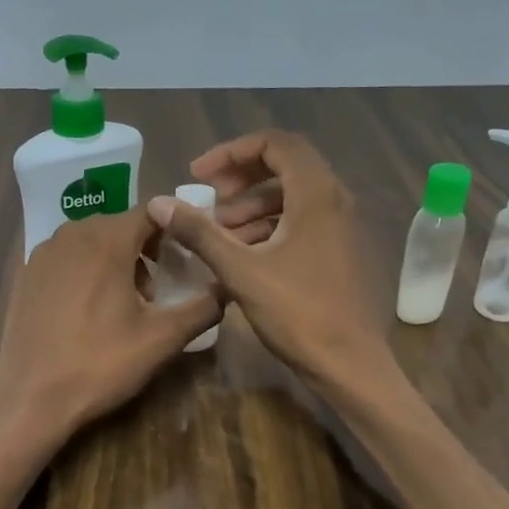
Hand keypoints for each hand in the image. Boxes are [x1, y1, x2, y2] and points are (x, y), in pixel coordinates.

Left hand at [0, 208, 221, 436]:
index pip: (152, 212)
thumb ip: (203, 308)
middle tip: (158, 291)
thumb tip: (226, 288)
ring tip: (126, 304)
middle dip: (145, 250)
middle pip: (121, 226)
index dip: (175, 231)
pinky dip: (86, 270)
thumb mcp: (162, 339)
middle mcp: (72, 232)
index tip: (188, 258)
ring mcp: (43, 252)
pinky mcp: (26, 273)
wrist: (31, 398)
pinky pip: (67, 257)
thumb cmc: (101, 363)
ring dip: (116, 260)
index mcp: (107, 239)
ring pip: (92, 241)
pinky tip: (89, 310)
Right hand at [146, 130, 390, 393]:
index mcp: (316, 194)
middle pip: (285, 164)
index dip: (232, 152)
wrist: (350, 365)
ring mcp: (342, 225)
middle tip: (209, 197)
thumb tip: (158, 203)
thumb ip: (199, 233)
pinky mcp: (340, 249)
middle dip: (241, 175)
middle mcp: (335, 199)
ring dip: (253, 204)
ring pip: (293, 195)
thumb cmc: (298, 313)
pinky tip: (244, 252)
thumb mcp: (241, 271)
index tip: (199, 176)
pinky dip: (271, 224)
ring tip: (220, 230)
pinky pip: (302, 219)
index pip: (275, 143)